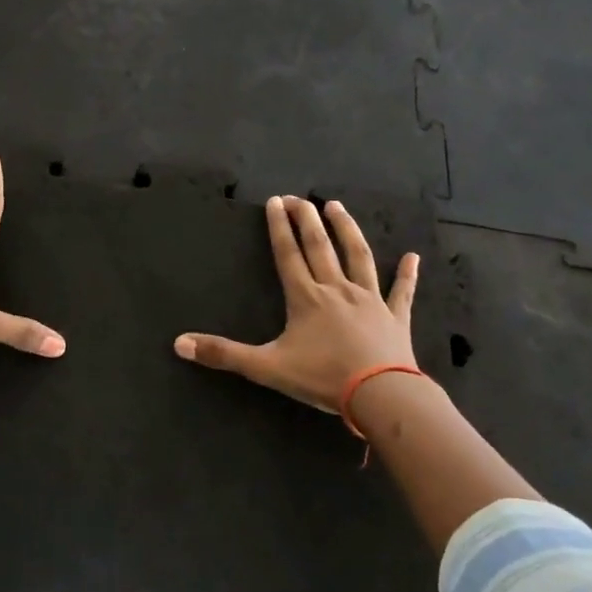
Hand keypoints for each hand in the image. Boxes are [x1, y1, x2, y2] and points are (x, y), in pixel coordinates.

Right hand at [174, 195, 427, 411]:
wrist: (380, 394)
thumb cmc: (323, 378)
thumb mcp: (266, 367)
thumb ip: (224, 354)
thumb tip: (179, 344)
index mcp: (306, 298)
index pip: (288, 254)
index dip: (279, 227)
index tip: (275, 201)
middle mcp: (336, 289)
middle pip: (319, 247)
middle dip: (307, 219)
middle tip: (299, 197)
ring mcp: (369, 300)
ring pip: (357, 256)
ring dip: (347, 230)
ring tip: (337, 207)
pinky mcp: (395, 317)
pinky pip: (401, 292)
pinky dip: (407, 274)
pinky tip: (413, 257)